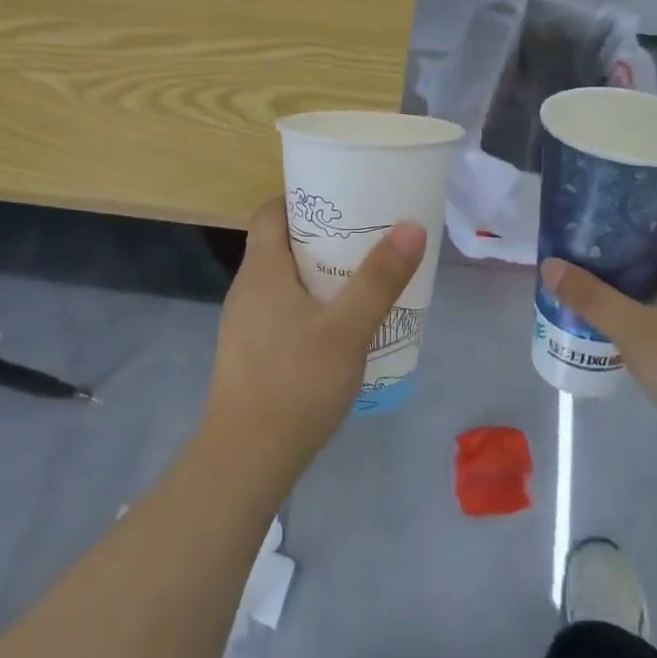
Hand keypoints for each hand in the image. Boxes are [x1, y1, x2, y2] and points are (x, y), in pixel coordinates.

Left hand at [206, 196, 425, 473]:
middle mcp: (247, 289)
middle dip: (324, 236)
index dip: (303, 199)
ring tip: (363, 277)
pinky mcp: (252, 352)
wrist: (247, 458)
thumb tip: (411, 225)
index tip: (344, 200)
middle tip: (368, 237)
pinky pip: (283, 311)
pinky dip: (311, 305)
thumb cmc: (295, 382)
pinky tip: (342, 327)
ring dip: (320, 274)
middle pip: (281, 244)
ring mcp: (246, 324)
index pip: (271, 212)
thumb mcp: (348, 329)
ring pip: (284, 281)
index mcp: (261, 270)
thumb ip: (380, 279)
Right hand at [539, 210, 656, 453]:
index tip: (618, 203)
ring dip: (644, 271)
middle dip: (637, 237)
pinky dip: (654, 298)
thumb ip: (592, 299)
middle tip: (596, 239)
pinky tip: (628, 316)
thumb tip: (551, 264)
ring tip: (602, 273)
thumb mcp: (635, 332)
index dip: (656, 201)